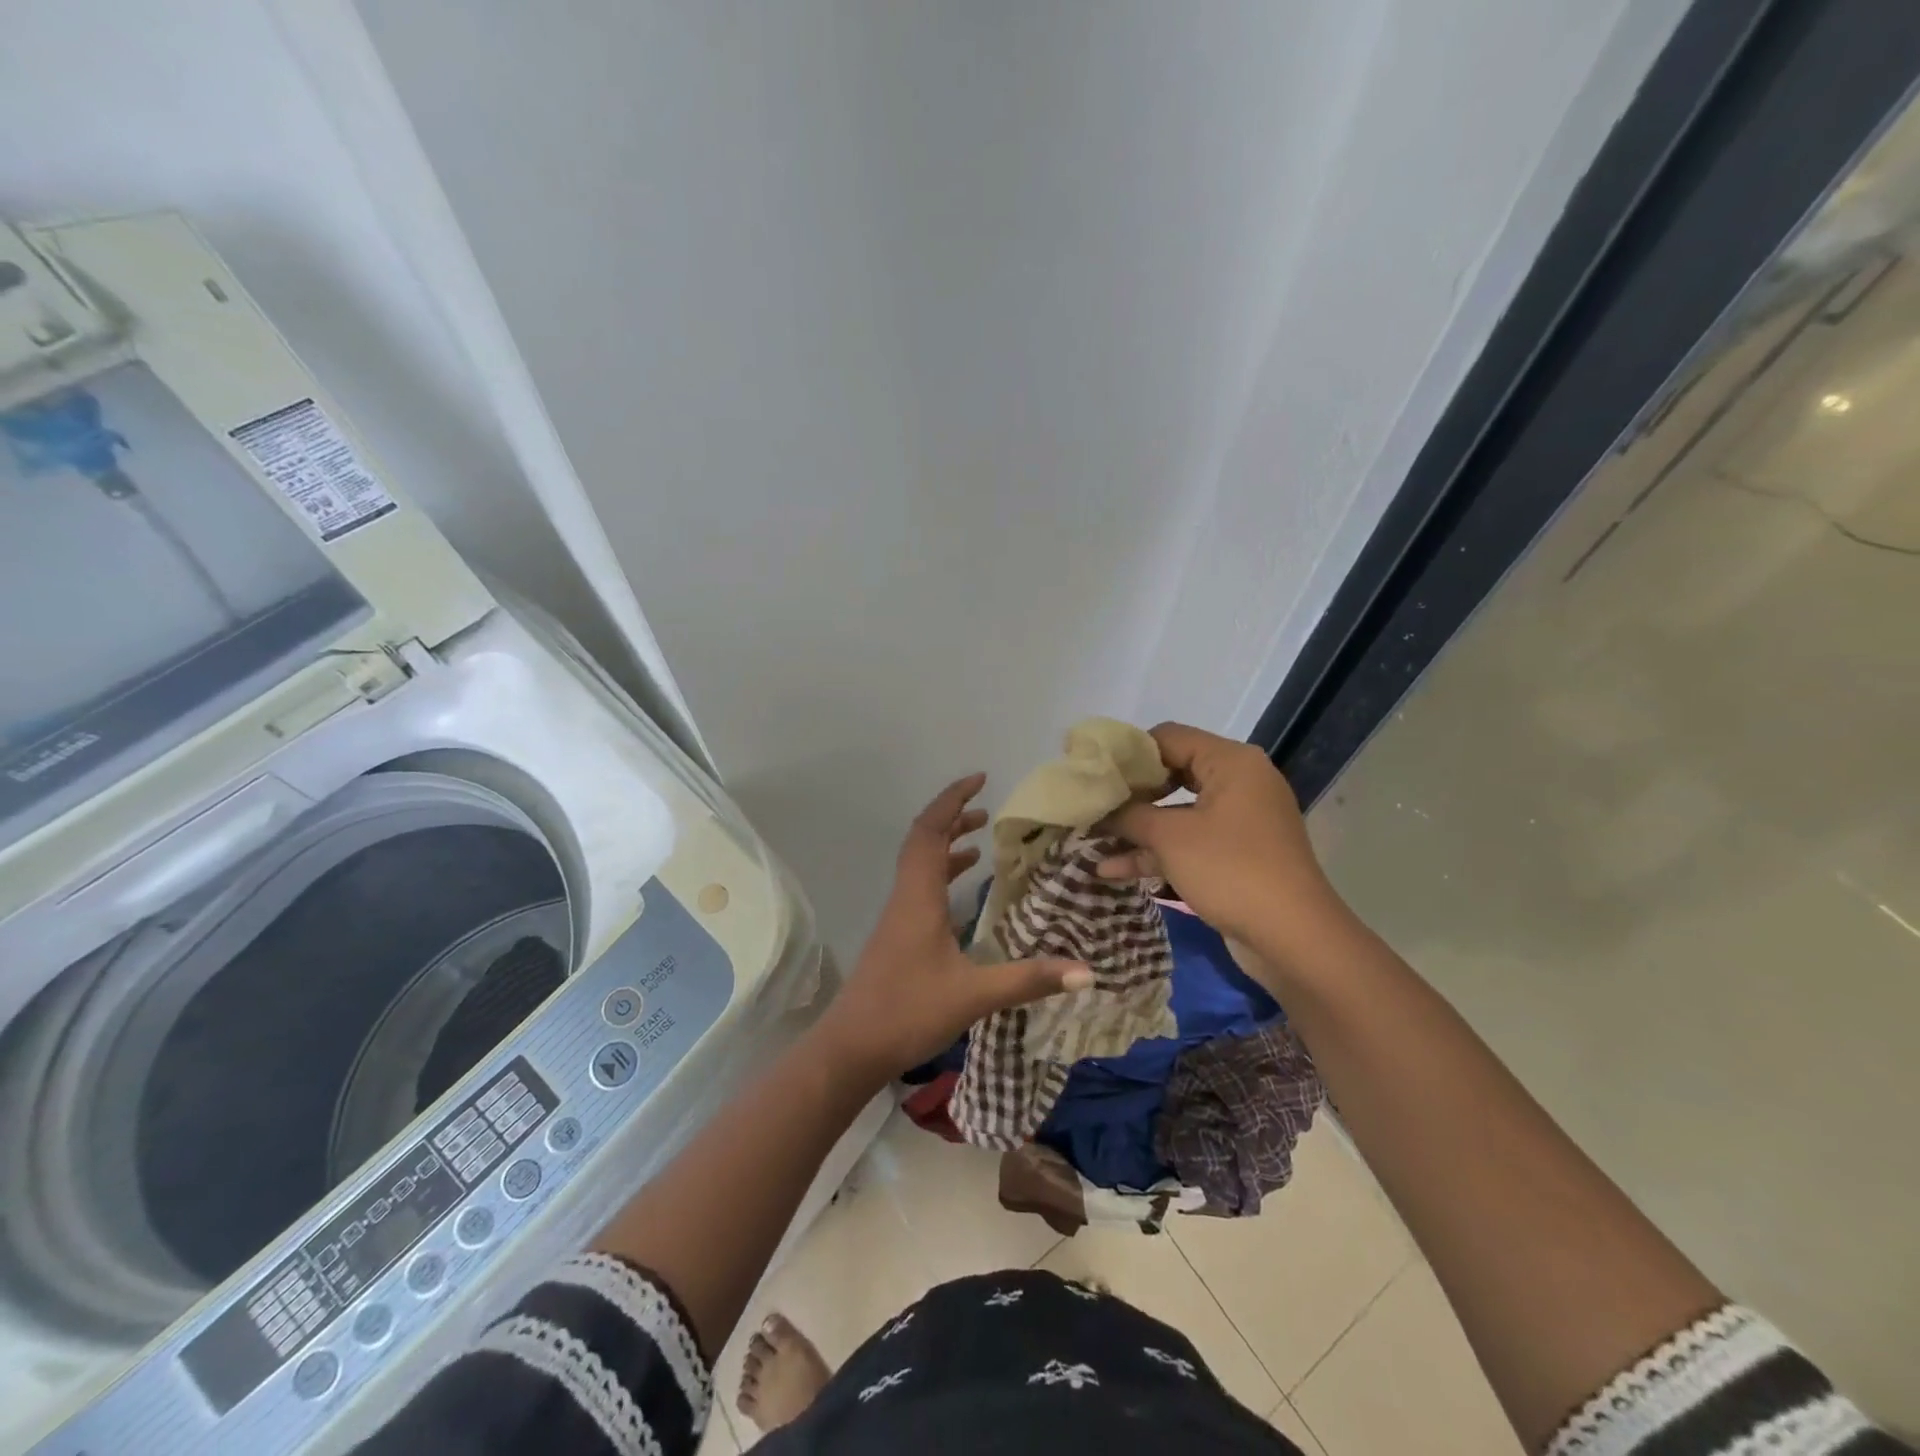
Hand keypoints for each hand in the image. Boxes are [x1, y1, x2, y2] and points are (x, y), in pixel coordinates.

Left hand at [815, 773, 1091, 1084]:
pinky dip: (942, 874)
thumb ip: (1028, 979)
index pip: (930, 830)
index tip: (979, 780)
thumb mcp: (974, 995)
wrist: (851, 1048)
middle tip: (986, 807)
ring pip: (919, 864)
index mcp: (918, 896)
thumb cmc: (908, 1012)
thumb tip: (1085, 971)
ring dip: (946, 844)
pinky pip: (920, 887)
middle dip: (952, 816)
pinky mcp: (897, 935)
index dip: (952, 800)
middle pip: (922, 840)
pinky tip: (962, 889)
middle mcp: (905, 897)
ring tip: (980, 839)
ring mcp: (897, 917)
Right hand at [1098, 723, 1343, 951]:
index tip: (1093, 773)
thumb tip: (1100, 808)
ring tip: (1092, 837)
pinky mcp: (1236, 854)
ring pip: (1177, 812)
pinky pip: (1189, 841)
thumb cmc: (1231, 870)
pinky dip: (1157, 852)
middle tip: (1092, 804)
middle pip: (1172, 773)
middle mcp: (1238, 782)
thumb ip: (1130, 815)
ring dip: (1137, 827)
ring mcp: (1239, 820)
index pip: (1168, 737)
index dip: (1128, 754)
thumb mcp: (1170, 838)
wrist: (1294, 938)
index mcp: (1231, 762)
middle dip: (1130, 793)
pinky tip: (1112, 870)